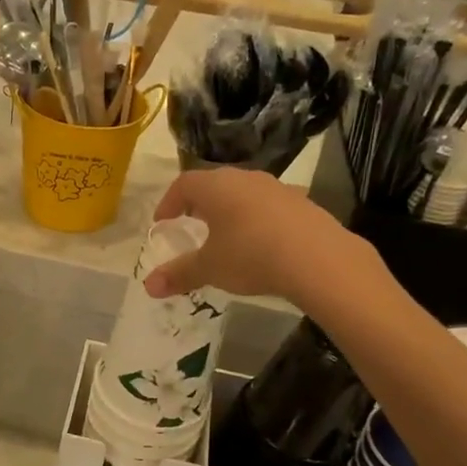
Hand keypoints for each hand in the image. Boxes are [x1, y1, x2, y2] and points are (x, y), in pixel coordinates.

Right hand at [143, 168, 349, 301]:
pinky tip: (261, 244)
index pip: (184, 184)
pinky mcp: (302, 203)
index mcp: (216, 187)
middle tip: (191, 225)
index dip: (169, 202)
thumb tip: (148, 286)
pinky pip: (269, 207)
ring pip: (244, 194)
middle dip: (199, 204)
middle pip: (215, 184)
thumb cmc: (251, 255)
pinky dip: (257, 221)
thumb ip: (179, 274)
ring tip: (226, 236)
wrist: (318, 259)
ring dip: (230, 211)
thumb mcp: (210, 268)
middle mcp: (245, 179)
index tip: (162, 222)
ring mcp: (277, 188)